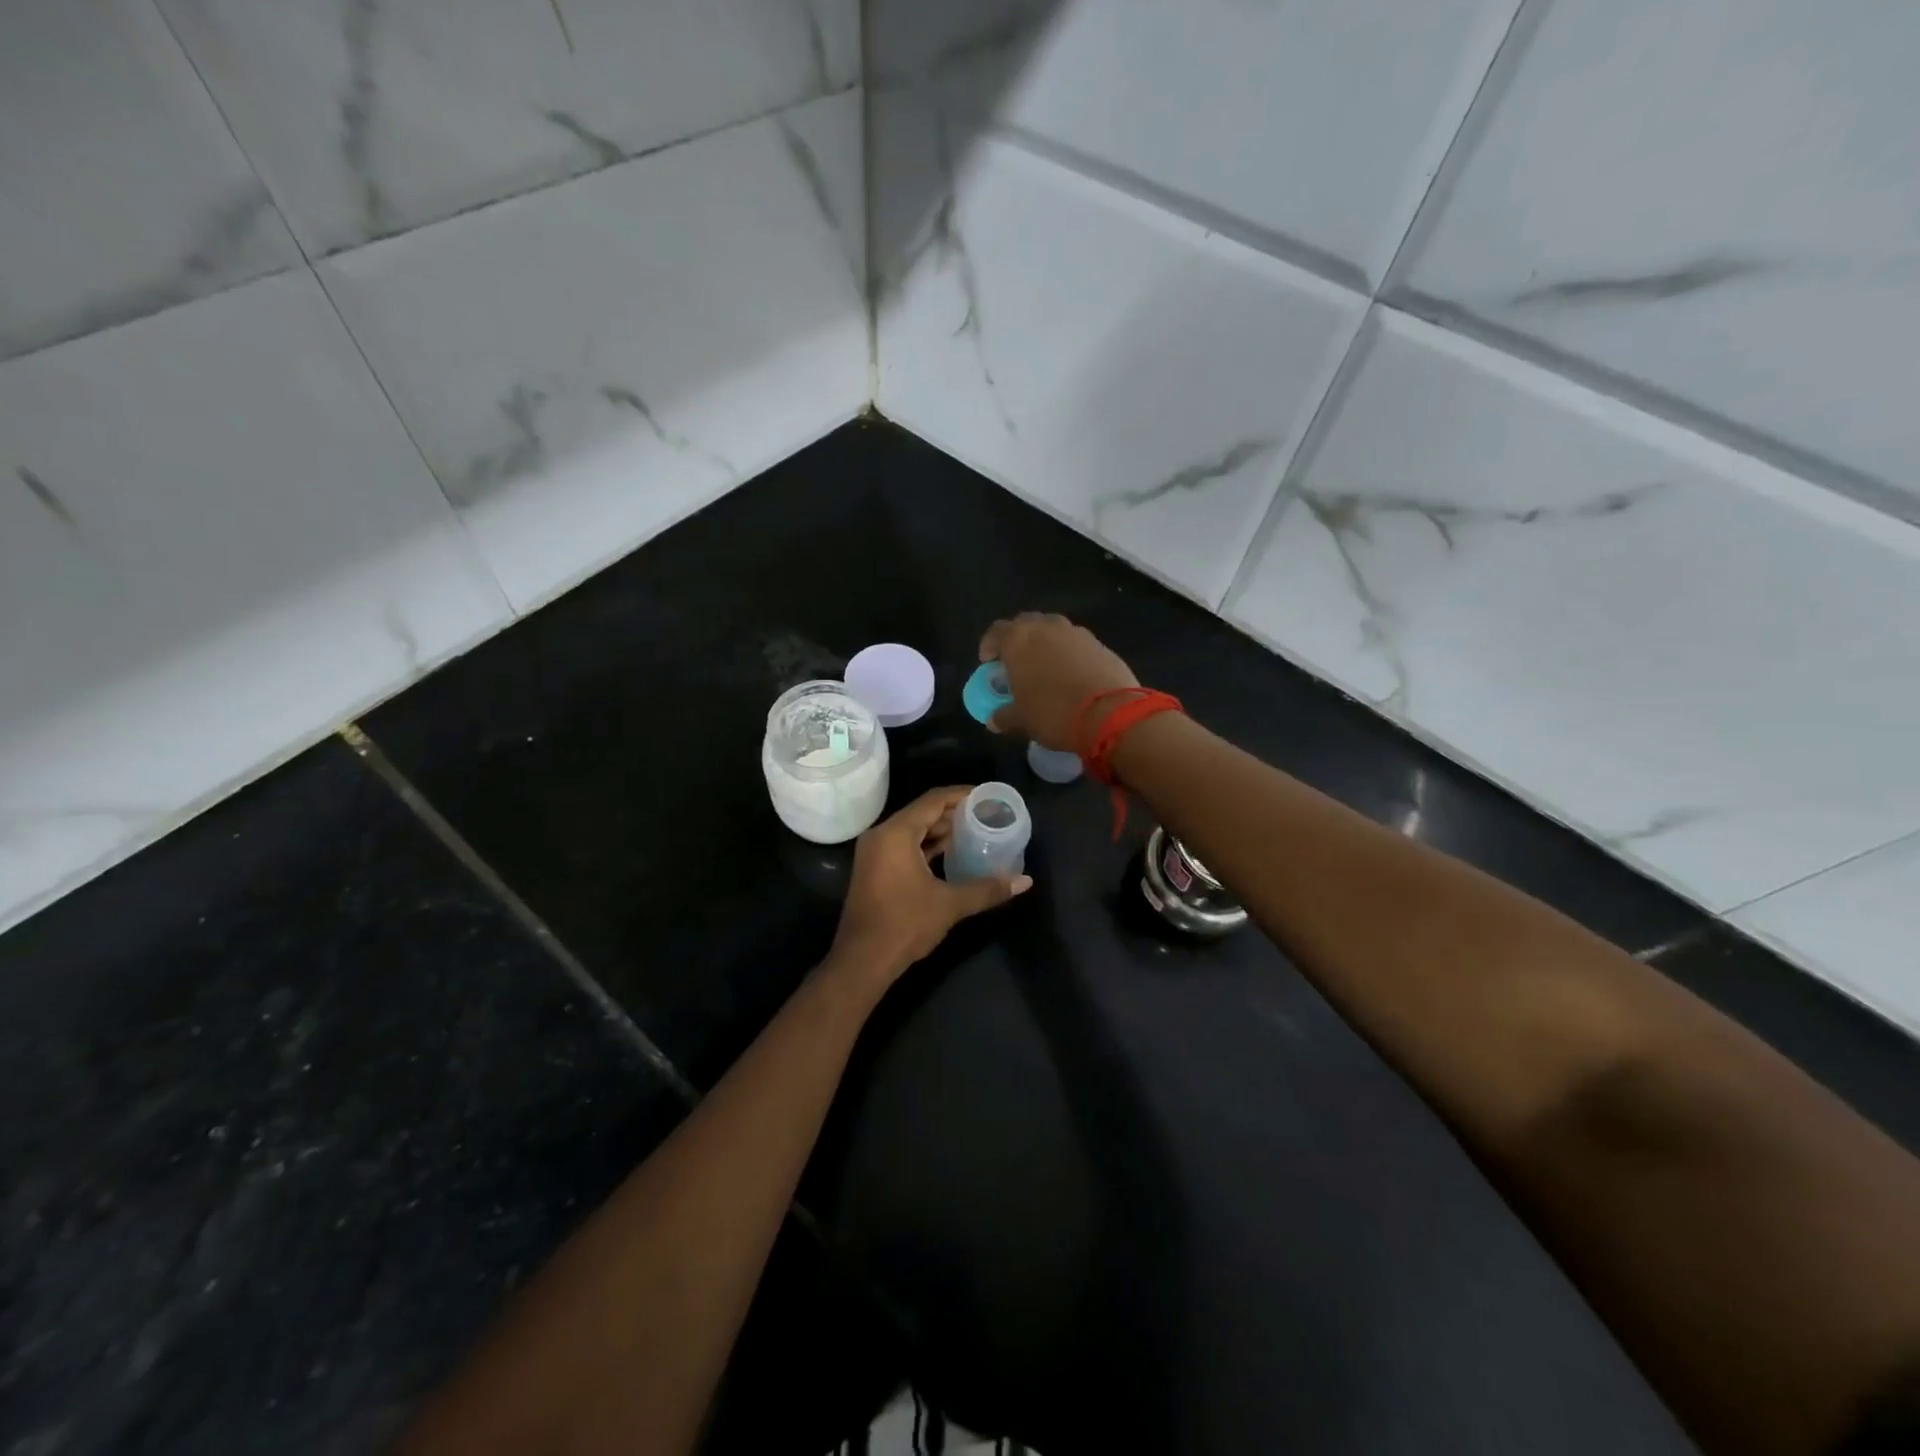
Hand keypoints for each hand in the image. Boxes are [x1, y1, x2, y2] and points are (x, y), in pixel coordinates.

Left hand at [826, 787, 1032, 988]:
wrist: (862, 961)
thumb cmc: (904, 925)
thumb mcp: (950, 904)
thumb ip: (987, 889)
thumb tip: (1025, 881)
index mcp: (896, 833)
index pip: (933, 800)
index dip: (962, 795)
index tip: (987, 797)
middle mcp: (881, 835)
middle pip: (922, 812)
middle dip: (954, 813)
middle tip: (986, 815)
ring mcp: (874, 852)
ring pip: (912, 830)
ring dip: (941, 830)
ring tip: (974, 831)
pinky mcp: (874, 869)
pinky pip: (903, 845)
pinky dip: (926, 845)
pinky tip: (951, 853)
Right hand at [978, 613, 1139, 751]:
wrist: (1111, 714)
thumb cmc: (1053, 713)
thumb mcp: (1022, 721)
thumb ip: (1004, 716)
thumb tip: (994, 720)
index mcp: (1019, 639)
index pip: (996, 632)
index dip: (989, 646)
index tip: (989, 663)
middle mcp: (1047, 627)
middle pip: (1026, 624)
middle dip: (1019, 640)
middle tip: (1017, 663)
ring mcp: (1077, 633)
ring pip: (1054, 631)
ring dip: (1046, 645)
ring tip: (1046, 669)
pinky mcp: (1101, 644)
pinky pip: (1077, 645)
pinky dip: (1070, 655)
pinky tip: (1072, 676)